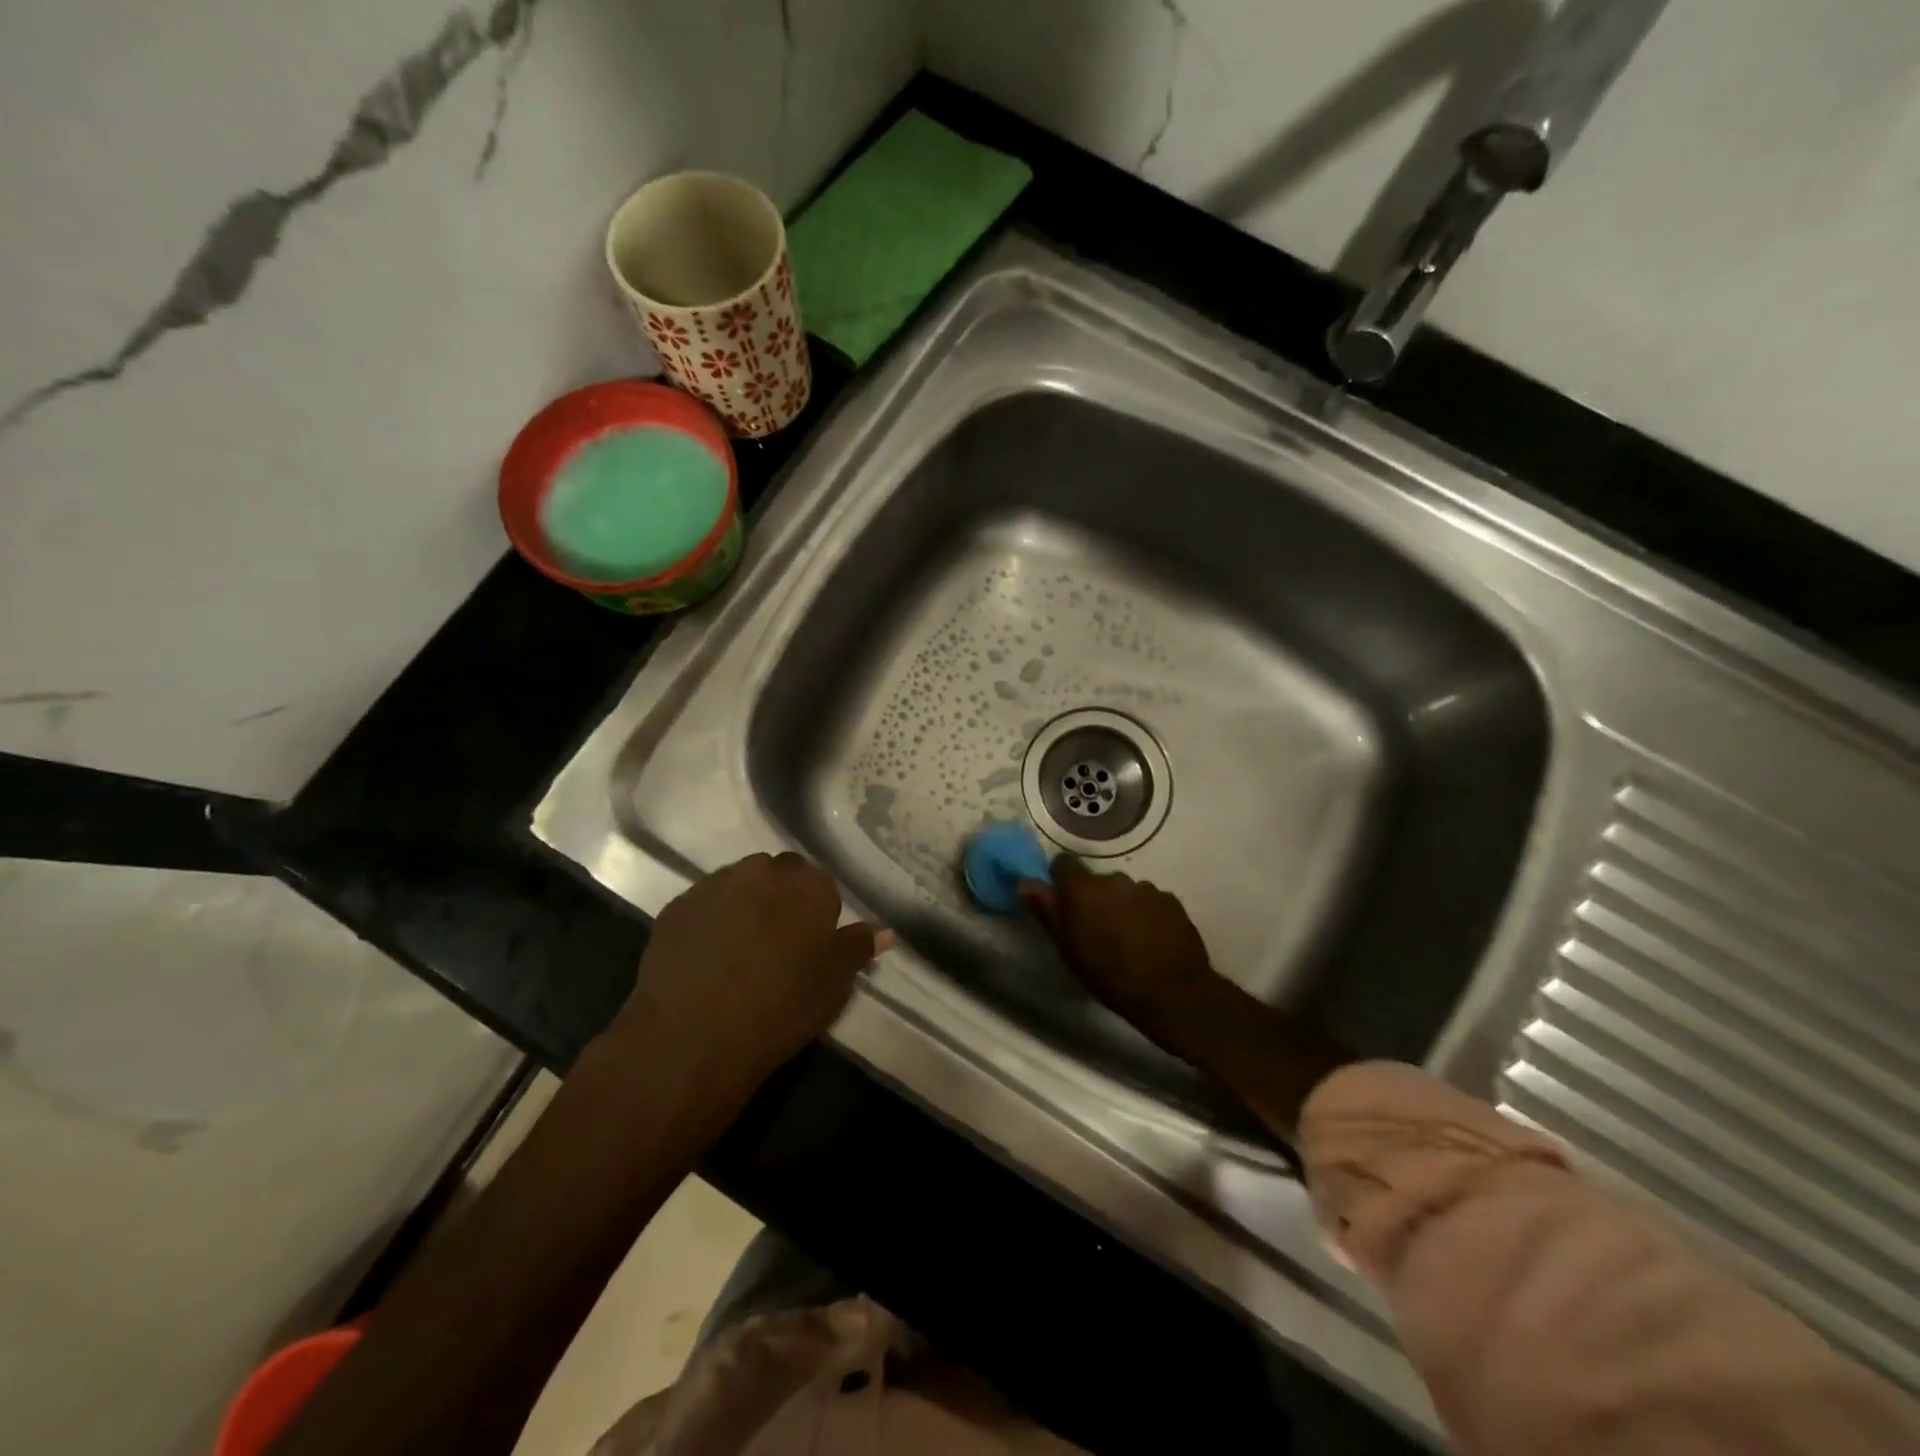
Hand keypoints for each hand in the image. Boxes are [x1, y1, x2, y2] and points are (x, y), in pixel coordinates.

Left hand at [609, 853, 890, 1100]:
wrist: (693, 1038)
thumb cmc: (780, 1008)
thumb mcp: (834, 983)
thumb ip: (858, 947)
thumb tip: (885, 931)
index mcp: (807, 884)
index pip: (821, 884)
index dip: (817, 914)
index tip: (811, 946)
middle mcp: (761, 871)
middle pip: (779, 876)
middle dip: (781, 901)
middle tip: (779, 946)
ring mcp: (714, 885)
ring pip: (740, 886)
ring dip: (745, 906)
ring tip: (741, 952)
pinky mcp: (676, 907)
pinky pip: (704, 906)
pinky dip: (711, 922)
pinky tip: (708, 958)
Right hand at [1019, 868, 1223, 1055]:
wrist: (1173, 993)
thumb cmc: (1110, 976)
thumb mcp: (1069, 949)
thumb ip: (1047, 912)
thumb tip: (1025, 883)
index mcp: (1082, 889)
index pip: (1063, 864)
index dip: (1062, 882)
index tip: (1064, 904)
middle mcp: (1113, 879)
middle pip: (1096, 880)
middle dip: (1094, 898)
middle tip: (1097, 930)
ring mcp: (1145, 888)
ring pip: (1125, 890)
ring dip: (1122, 905)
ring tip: (1127, 937)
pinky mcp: (1171, 900)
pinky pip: (1150, 900)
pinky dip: (1147, 913)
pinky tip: (1151, 939)